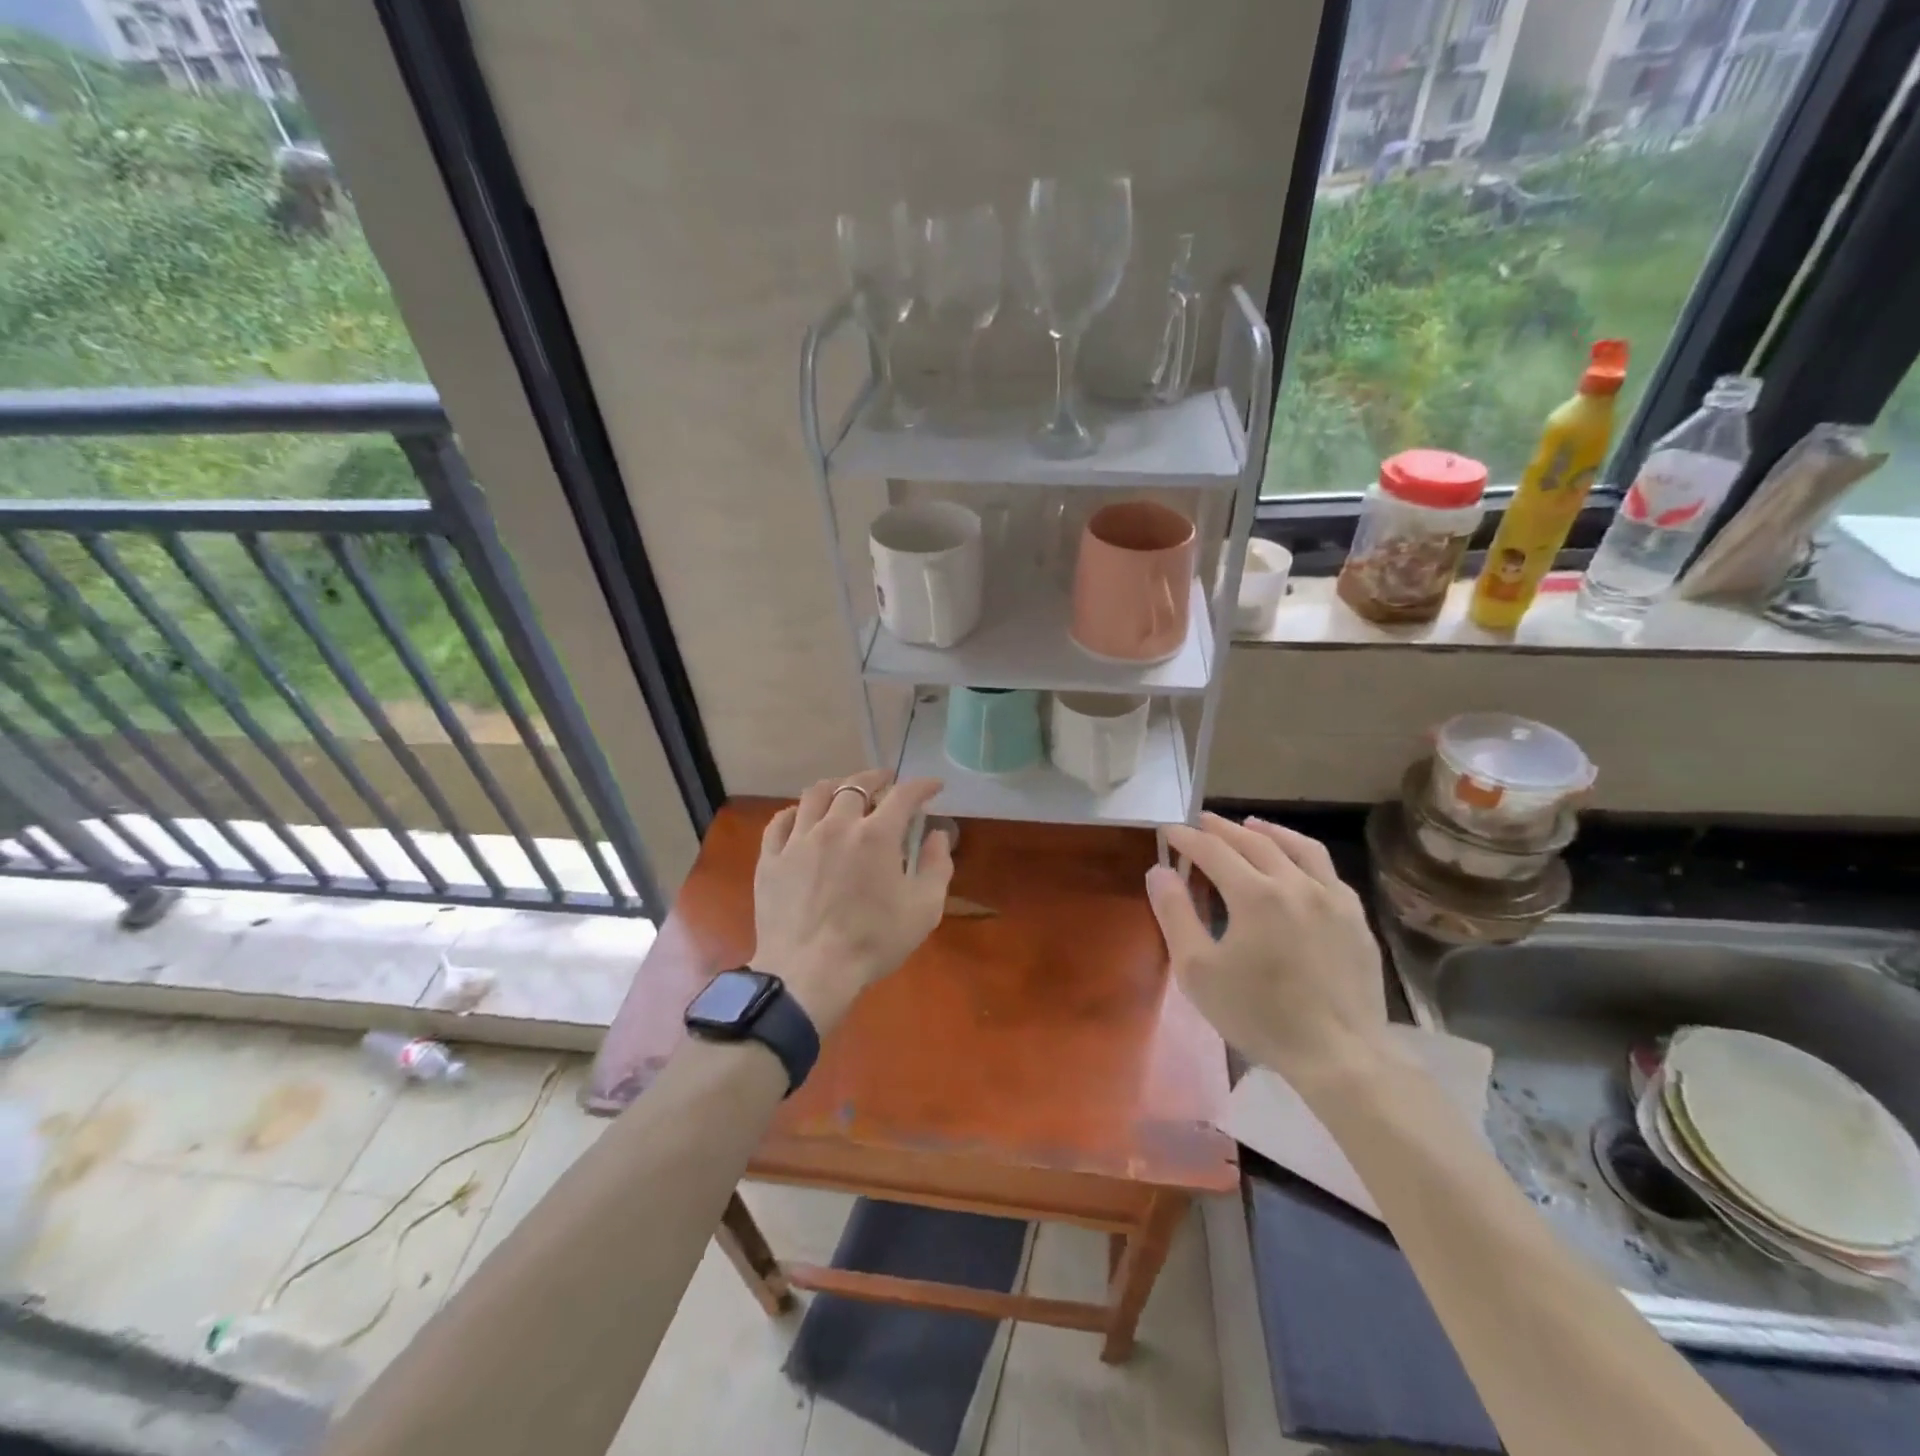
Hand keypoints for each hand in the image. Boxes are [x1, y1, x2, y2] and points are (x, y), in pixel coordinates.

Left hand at [751, 770, 953, 1029]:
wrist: (809, 972)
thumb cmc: (873, 942)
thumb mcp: (923, 909)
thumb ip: (936, 866)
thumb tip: (937, 836)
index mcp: (877, 835)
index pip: (904, 795)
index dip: (922, 786)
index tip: (933, 786)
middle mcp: (837, 825)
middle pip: (855, 785)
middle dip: (877, 778)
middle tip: (886, 781)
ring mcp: (799, 840)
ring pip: (815, 794)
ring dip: (836, 787)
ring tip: (844, 790)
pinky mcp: (771, 859)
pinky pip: (780, 821)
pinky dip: (796, 812)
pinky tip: (802, 817)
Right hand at [1146, 813, 1386, 1090]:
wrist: (1339, 1055)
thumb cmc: (1259, 1015)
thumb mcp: (1198, 971)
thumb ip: (1175, 915)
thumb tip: (1159, 872)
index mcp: (1255, 894)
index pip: (1213, 851)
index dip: (1187, 838)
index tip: (1169, 831)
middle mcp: (1296, 883)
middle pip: (1254, 841)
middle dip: (1223, 829)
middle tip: (1202, 822)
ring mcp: (1333, 898)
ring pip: (1299, 847)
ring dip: (1269, 831)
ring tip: (1251, 824)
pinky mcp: (1356, 918)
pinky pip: (1328, 871)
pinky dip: (1303, 856)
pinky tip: (1297, 865)